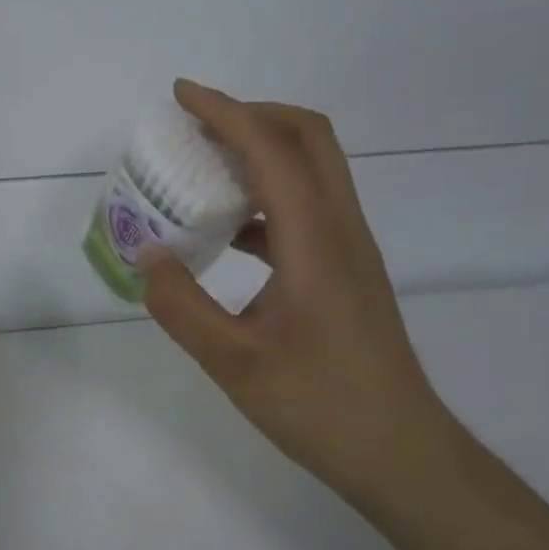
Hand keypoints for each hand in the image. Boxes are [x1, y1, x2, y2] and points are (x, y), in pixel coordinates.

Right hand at [138, 80, 461, 498]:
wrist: (402, 454)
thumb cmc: (321, 407)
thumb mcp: (234, 362)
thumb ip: (181, 306)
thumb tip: (147, 255)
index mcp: (315, 239)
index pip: (271, 149)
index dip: (225, 111)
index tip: (181, 95)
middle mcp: (339, 229)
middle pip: (307, 138)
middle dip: (251, 115)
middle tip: (198, 126)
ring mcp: (348, 249)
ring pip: (311, 170)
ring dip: (260, 153)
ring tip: (204, 170)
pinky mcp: (346, 272)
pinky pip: (305, 209)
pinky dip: (265, 197)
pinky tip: (228, 231)